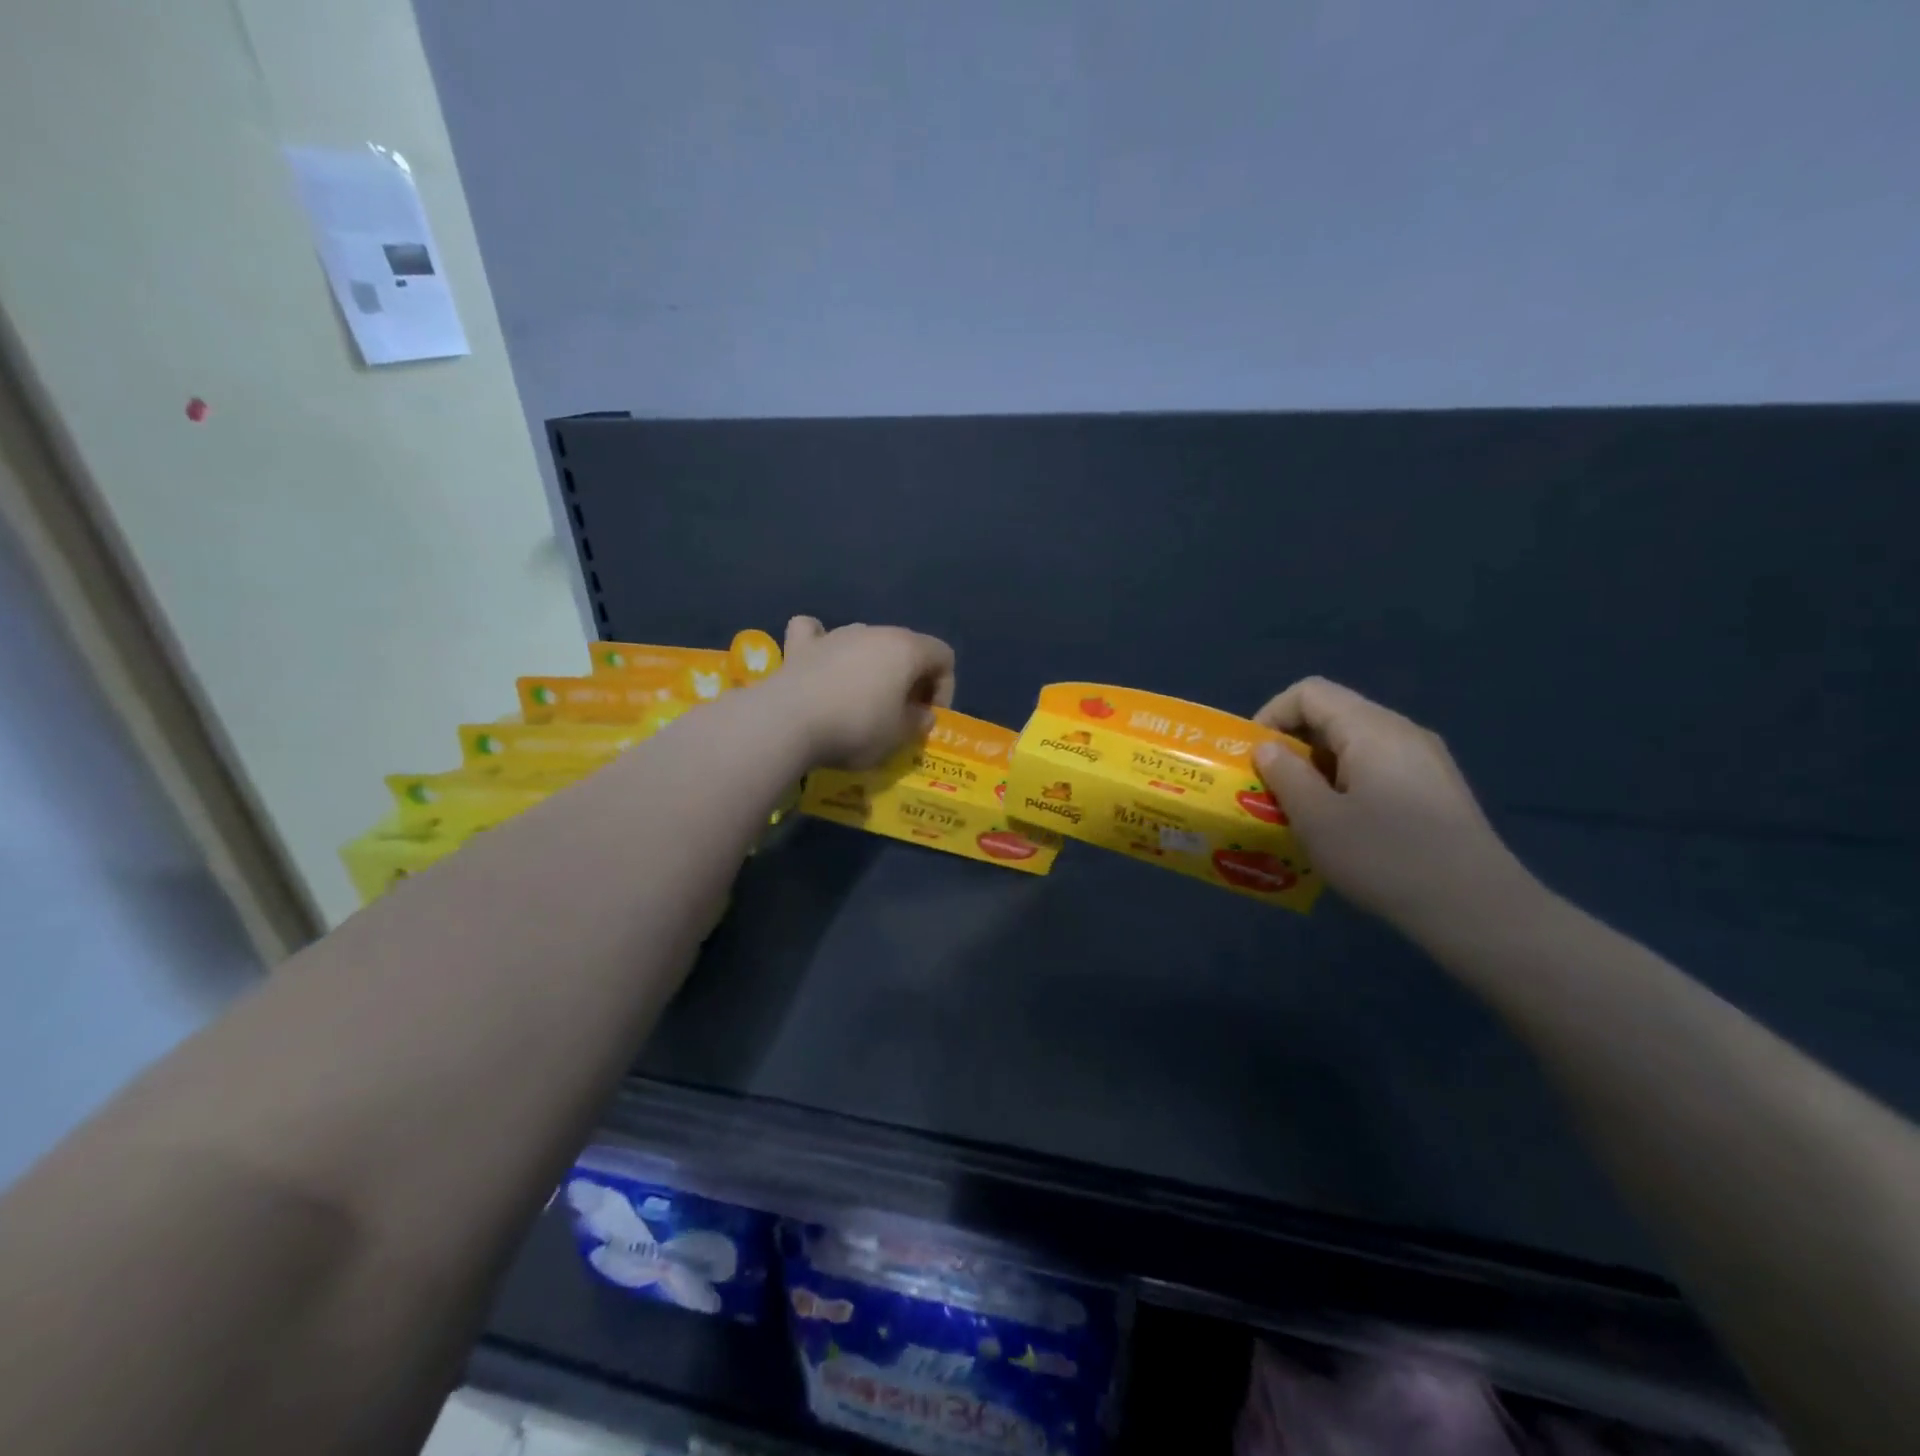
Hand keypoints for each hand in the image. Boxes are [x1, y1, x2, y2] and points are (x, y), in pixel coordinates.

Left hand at [772, 616, 955, 769]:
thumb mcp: (899, 737)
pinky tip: (820, 660)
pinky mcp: (801, 645)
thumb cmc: (856, 728)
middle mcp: (874, 632)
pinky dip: (821, 644)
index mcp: (907, 649)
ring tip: (862, 699)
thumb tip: (922, 714)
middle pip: (906, 647)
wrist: (788, 722)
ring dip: (871, 665)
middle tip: (901, 713)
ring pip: (865, 640)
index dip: (944, 687)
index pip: (943, 656)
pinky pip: (815, 633)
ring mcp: (835, 635)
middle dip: (910, 678)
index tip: (927, 717)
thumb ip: (918, 722)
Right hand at [1251, 677, 1536, 936]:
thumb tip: (1268, 748)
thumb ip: (1285, 775)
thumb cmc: (1386, 857)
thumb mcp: (1317, 819)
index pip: (1309, 692)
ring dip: (1318, 769)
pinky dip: (1347, 784)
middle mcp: (1402, 731)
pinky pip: (1378, 768)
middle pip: (1333, 715)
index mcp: (1371, 729)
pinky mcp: (1437, 789)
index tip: (1253, 758)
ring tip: (1303, 812)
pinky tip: (1345, 827)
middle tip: (1270, 789)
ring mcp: (1426, 760)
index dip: (1271, 715)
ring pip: (1355, 745)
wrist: (1478, 909)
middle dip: (1292, 746)